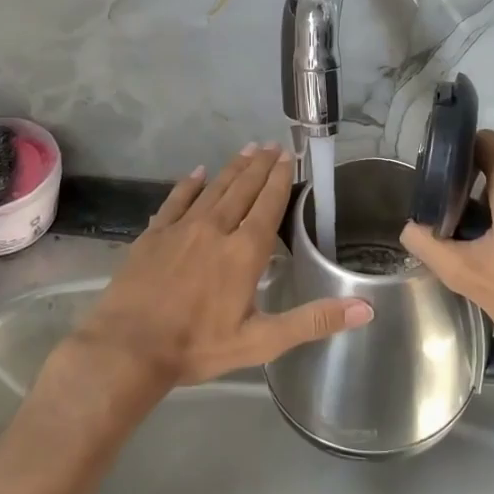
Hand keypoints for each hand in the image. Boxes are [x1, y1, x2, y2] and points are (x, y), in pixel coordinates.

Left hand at [74, 144, 372, 388]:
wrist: (127, 349)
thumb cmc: (197, 346)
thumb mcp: (261, 341)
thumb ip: (313, 321)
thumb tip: (366, 309)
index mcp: (244, 252)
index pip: (268, 205)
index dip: (280, 178)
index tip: (288, 156)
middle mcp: (216, 229)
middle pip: (243, 189)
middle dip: (260, 165)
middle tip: (272, 144)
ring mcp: (181, 228)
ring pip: (214, 189)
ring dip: (232, 168)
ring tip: (247, 149)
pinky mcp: (153, 235)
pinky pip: (176, 200)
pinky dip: (189, 184)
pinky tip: (198, 172)